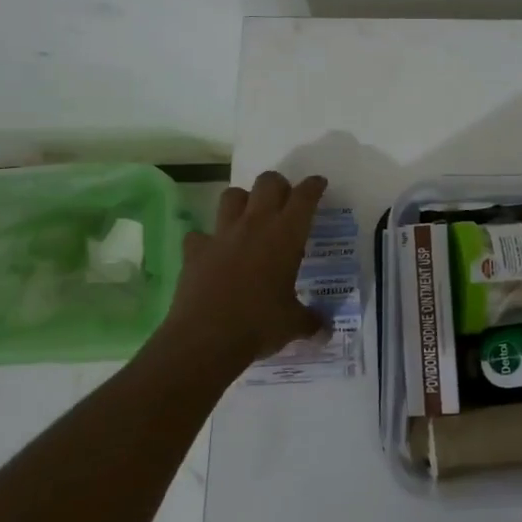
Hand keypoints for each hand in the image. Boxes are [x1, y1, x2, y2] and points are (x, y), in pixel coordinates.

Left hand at [158, 172, 327, 370]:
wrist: (205, 339)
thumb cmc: (259, 325)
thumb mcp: (294, 324)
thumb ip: (312, 321)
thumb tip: (326, 331)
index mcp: (286, 236)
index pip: (304, 197)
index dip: (313, 186)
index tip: (319, 184)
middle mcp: (255, 225)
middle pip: (267, 183)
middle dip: (279, 185)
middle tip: (285, 201)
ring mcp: (221, 235)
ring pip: (232, 196)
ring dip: (243, 201)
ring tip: (249, 217)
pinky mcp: (195, 250)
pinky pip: (200, 234)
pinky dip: (207, 239)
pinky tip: (214, 252)